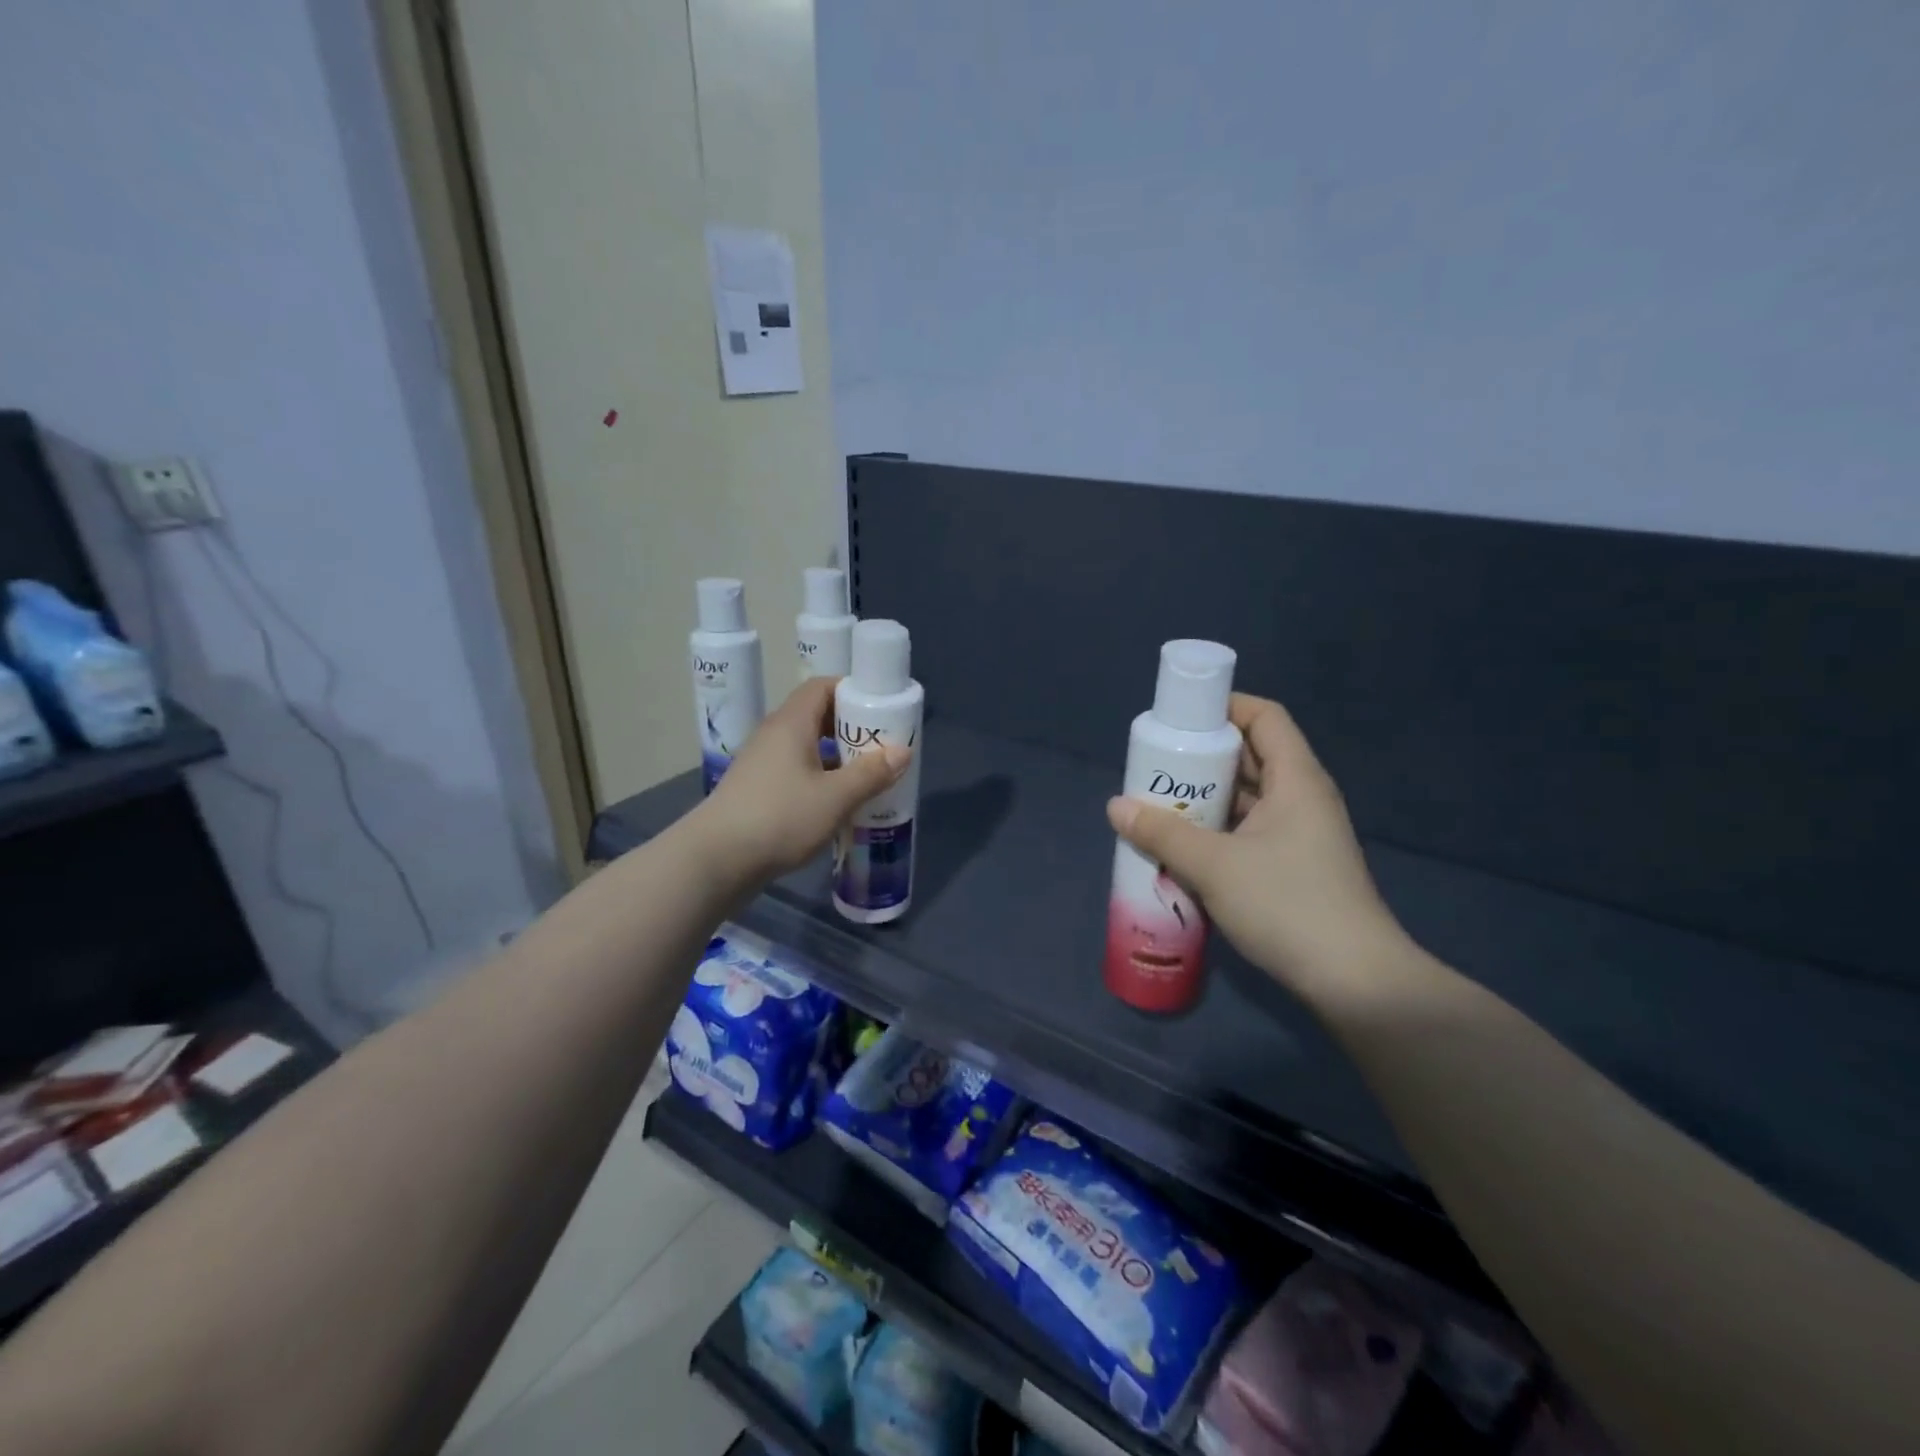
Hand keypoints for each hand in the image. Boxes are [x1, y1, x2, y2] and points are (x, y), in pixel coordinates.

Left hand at [692, 676, 909, 883]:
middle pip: (817, 716)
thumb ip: (871, 773)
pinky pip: (797, 771)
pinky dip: (821, 778)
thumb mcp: (835, 797)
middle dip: (852, 727)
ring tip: (869, 776)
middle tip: (882, 746)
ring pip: (808, 747)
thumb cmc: (779, 818)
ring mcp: (763, 764)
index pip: (823, 687)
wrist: (716, 861)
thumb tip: (902, 751)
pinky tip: (839, 803)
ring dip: (838, 757)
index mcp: (791, 723)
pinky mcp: (758, 790)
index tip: (882, 709)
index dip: (854, 691)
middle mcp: (774, 735)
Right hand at [1106, 694, 1408, 1008]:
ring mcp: (1302, 834)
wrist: (1355, 982)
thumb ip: (1162, 833)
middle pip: (1252, 756)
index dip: (1224, 707)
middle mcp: (1303, 798)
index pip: (1264, 717)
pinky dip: (1219, 829)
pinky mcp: (1296, 866)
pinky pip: (1251, 830)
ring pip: (1250, 797)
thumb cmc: (1287, 905)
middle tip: (1157, 764)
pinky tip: (1186, 846)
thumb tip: (1115, 806)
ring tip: (1161, 803)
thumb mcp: (1214, 866)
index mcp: (1296, 779)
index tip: (1180, 718)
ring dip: (1208, 797)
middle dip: (1204, 757)